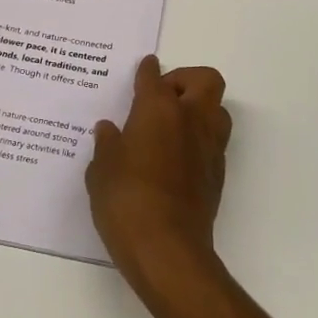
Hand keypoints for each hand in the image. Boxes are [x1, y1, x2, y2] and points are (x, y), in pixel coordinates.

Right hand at [86, 55, 232, 294]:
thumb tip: (109, 130)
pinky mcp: (217, 175)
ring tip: (172, 125)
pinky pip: (214, 142)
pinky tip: (175, 158)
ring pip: (217, 110)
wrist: (168, 251)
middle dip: (185, 79)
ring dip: (199, 109)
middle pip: (205, 80)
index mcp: (158, 109)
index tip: (144, 67)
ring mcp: (209, 147)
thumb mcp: (101, 170)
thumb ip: (106, 145)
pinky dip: (199, 140)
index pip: (153, 77)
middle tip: (162, 95)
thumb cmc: (126, 201)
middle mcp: (190, 119)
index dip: (146, 70)